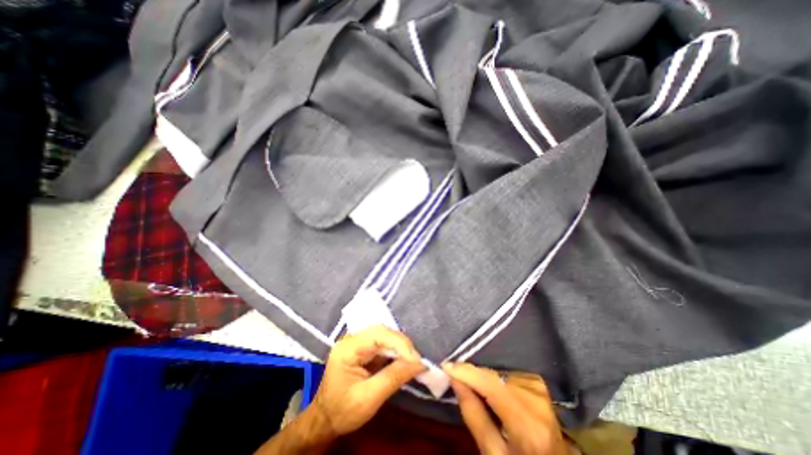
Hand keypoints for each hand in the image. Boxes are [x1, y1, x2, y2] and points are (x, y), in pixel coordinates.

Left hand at [311, 328, 424, 436]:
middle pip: (382, 331)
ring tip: (413, 361)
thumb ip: (393, 378)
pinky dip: (396, 350)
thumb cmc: (342, 411)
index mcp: (347, 348)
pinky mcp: (364, 347)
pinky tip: (404, 359)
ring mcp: (357, 341)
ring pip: (385, 334)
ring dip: (400, 347)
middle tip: (417, 361)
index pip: (377, 335)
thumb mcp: (368, 399)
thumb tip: (419, 363)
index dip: (399, 343)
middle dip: (401, 344)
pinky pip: (384, 342)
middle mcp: (352, 338)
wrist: (325, 419)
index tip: (416, 359)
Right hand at [443, 362, 568, 454]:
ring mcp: (539, 388)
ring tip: (476, 392)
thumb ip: (473, 415)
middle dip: (472, 377)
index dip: (467, 373)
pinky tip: (493, 391)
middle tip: (455, 380)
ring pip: (497, 373)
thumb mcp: (493, 454)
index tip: (446, 366)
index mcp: (528, 426)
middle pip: (493, 378)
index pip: (491, 386)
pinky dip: (494, 380)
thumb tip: (454, 379)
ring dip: (483, 379)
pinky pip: (505, 373)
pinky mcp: (537, 381)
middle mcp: (536, 400)